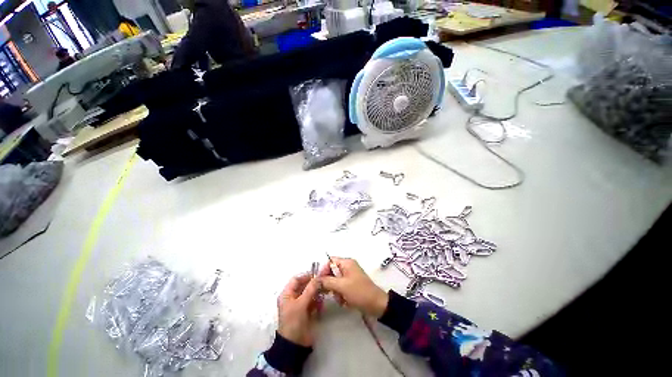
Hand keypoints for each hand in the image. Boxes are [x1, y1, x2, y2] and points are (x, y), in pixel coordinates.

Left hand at [277, 273, 320, 346]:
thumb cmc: (293, 322)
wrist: (294, 345)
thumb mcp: (301, 304)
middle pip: (304, 286)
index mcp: (287, 294)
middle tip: (323, 284)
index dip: (306, 276)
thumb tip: (318, 277)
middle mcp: (292, 298)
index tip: (317, 276)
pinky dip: (317, 302)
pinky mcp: (306, 312)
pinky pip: (312, 302)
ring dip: (316, 293)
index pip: (296, 279)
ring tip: (323, 295)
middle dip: (313, 285)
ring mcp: (299, 305)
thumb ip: (310, 289)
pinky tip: (321, 305)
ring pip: (309, 293)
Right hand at [319, 257, 388, 317]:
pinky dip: (340, 294)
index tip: (319, 282)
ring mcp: (350, 276)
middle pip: (331, 271)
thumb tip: (315, 280)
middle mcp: (348, 267)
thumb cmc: (359, 292)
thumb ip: (327, 281)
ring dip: (335, 290)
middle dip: (329, 283)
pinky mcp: (351, 285)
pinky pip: (340, 287)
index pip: (330, 261)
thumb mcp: (342, 286)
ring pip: (335, 281)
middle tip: (327, 292)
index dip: (323, 270)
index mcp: (346, 263)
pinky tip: (344, 301)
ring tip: (340, 298)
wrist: (376, 305)